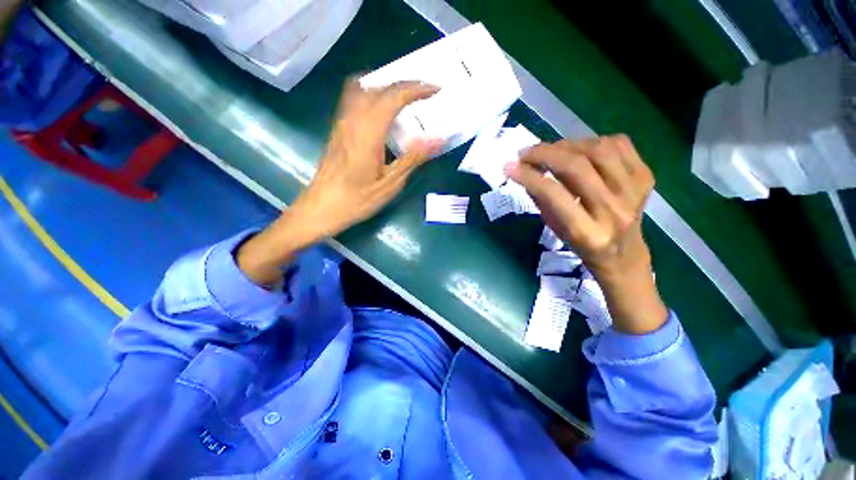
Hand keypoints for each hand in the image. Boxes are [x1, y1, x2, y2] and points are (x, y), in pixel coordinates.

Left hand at [289, 78, 443, 238]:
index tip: (435, 90)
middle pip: (378, 87)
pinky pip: (353, 98)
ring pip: (362, 88)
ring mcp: (341, 123)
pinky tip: (380, 109)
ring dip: (386, 86)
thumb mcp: (390, 184)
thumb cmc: (357, 200)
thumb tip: (438, 139)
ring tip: (403, 97)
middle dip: (404, 84)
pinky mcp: (336, 129)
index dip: (416, 89)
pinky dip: (371, 94)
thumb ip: (413, 158)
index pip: (394, 97)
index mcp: (368, 133)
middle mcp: (352, 120)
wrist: (320, 208)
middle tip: (424, 92)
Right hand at [505, 135, 667, 333]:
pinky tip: (581, 152)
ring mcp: (635, 191)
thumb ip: (541, 200)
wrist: (624, 254)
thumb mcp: (554, 229)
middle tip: (526, 153)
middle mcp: (614, 210)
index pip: (553, 193)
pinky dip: (594, 141)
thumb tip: (523, 171)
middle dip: (545, 153)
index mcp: (587, 232)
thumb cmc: (582, 245)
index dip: (528, 175)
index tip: (510, 167)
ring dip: (568, 145)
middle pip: (577, 166)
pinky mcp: (645, 177)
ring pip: (599, 150)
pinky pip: (620, 144)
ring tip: (553, 152)